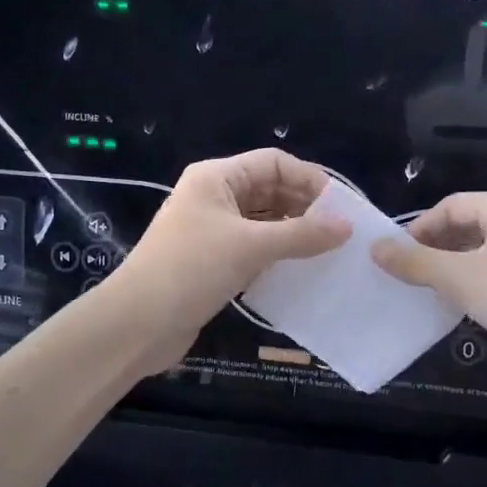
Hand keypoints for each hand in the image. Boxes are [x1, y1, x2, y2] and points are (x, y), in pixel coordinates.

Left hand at [112, 149, 348, 372]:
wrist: (138, 323)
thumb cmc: (192, 269)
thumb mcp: (251, 246)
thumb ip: (302, 234)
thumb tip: (348, 226)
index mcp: (216, 177)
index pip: (274, 163)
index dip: (310, 179)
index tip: (342, 207)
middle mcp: (214, 197)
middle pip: (270, 190)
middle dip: (305, 207)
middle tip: (342, 232)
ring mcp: (212, 230)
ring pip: (264, 221)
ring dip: (294, 232)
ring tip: (329, 251)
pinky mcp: (213, 261)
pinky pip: (255, 248)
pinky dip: (278, 254)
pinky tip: (302, 270)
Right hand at [370, 190, 486, 382]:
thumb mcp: (459, 277)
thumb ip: (415, 261)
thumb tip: (375, 248)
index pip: (453, 205)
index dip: (419, 228)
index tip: (393, 255)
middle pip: (467, 227)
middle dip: (434, 249)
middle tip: (403, 274)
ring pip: (480, 255)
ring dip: (450, 270)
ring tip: (421, 292)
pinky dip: (471, 288)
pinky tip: (453, 308)